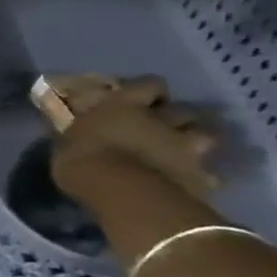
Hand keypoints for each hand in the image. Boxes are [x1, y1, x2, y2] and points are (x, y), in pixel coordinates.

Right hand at [48, 76, 220, 201]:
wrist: (121, 192)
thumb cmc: (83, 160)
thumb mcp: (67, 143)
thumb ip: (80, 135)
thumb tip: (76, 133)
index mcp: (125, 104)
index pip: (150, 84)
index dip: (150, 92)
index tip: (142, 101)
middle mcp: (161, 119)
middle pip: (184, 110)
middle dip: (178, 118)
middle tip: (164, 129)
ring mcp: (185, 146)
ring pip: (206, 137)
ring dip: (196, 142)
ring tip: (184, 154)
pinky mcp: (200, 176)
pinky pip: (209, 175)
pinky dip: (202, 177)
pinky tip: (191, 184)